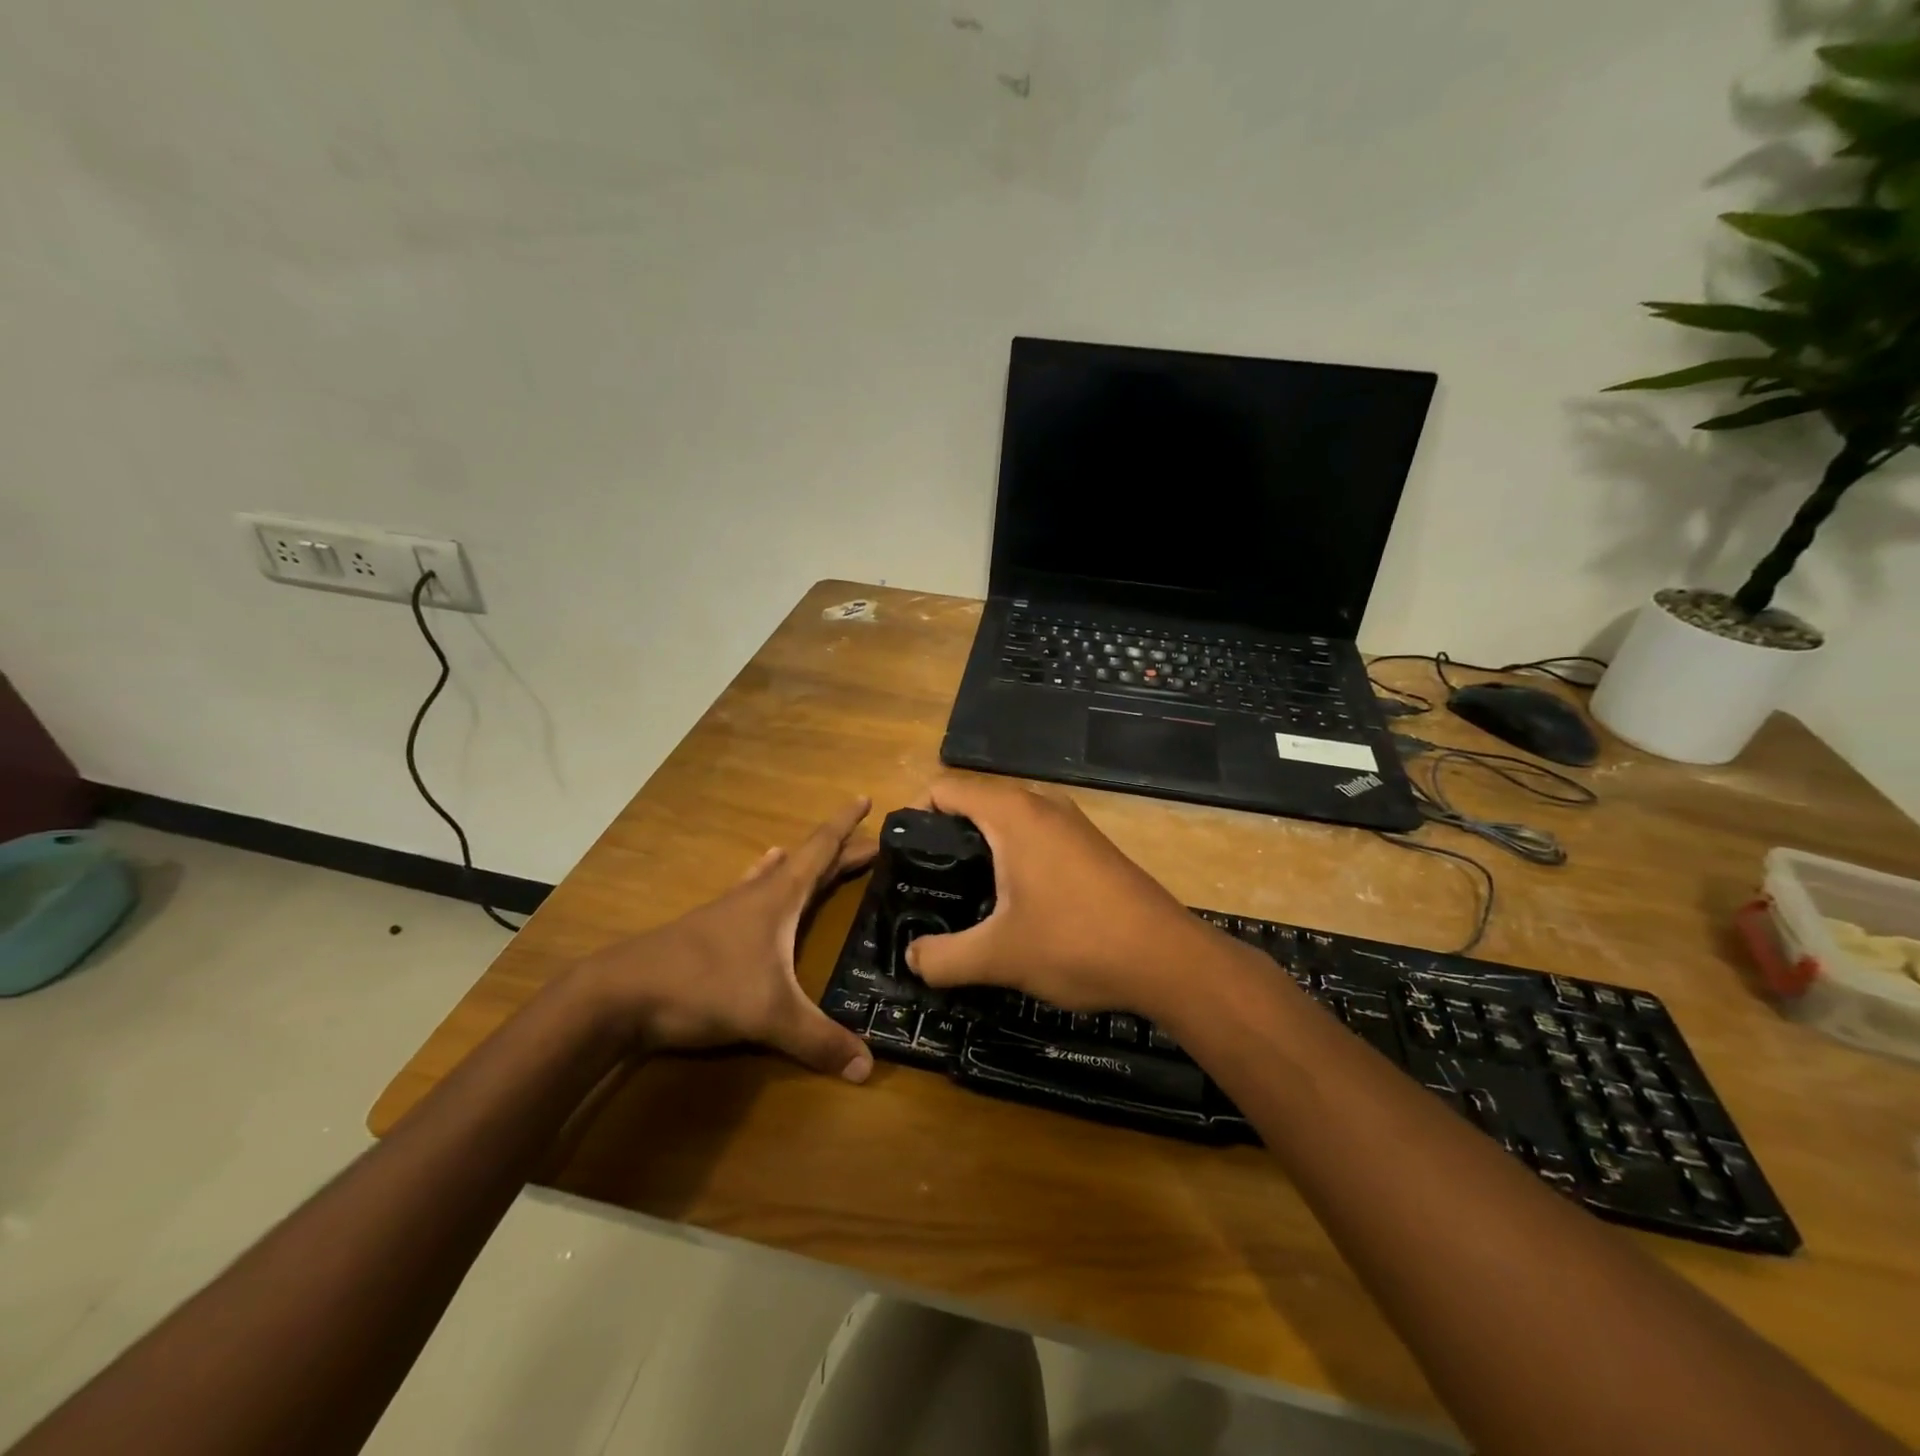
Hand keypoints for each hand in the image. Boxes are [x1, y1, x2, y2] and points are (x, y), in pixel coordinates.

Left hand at [577, 798, 878, 1081]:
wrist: (620, 994)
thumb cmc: (704, 987)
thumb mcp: (770, 1016)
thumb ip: (819, 1040)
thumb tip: (868, 1068)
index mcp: (779, 898)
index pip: (821, 849)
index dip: (845, 825)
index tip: (865, 799)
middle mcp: (757, 895)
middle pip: (806, 862)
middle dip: (839, 851)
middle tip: (870, 845)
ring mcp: (729, 910)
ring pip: (775, 876)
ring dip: (802, 865)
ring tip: (817, 856)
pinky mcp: (708, 930)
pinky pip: (749, 893)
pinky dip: (764, 880)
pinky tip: (757, 877)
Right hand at [903, 777, 1216, 1016]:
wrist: (1167, 958)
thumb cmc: (1076, 943)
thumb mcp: (998, 956)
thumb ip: (943, 958)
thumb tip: (912, 959)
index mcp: (1013, 814)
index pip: (945, 788)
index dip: (914, 813)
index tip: (902, 856)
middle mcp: (1042, 805)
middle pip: (976, 802)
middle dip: (946, 837)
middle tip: (929, 882)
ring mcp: (1072, 823)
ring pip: (1009, 821)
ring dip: (982, 850)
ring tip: (966, 897)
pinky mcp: (1091, 846)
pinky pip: (1036, 837)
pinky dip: (1013, 858)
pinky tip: (1015, 904)